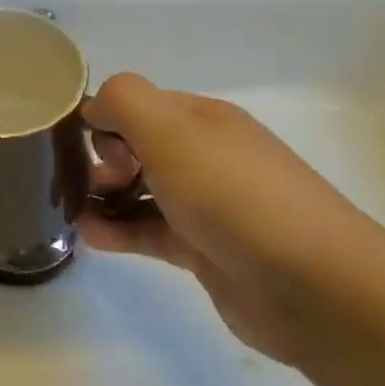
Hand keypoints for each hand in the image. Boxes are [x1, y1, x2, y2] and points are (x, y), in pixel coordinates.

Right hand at [81, 74, 384, 361]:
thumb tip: (94, 108)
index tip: (96, 148)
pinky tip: (93, 238)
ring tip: (74, 213)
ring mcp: (207, 205)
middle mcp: (205, 156)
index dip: (107, 119)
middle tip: (94, 182)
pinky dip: (120, 231)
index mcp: (202, 119)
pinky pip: (151, 231)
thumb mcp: (170, 129)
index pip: (139, 104)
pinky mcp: (204, 251)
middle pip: (139, 147)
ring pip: (142, 191)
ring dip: (105, 197)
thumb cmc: (232, 193)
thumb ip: (123, 102)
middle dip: (104, 158)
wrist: (310, 284)